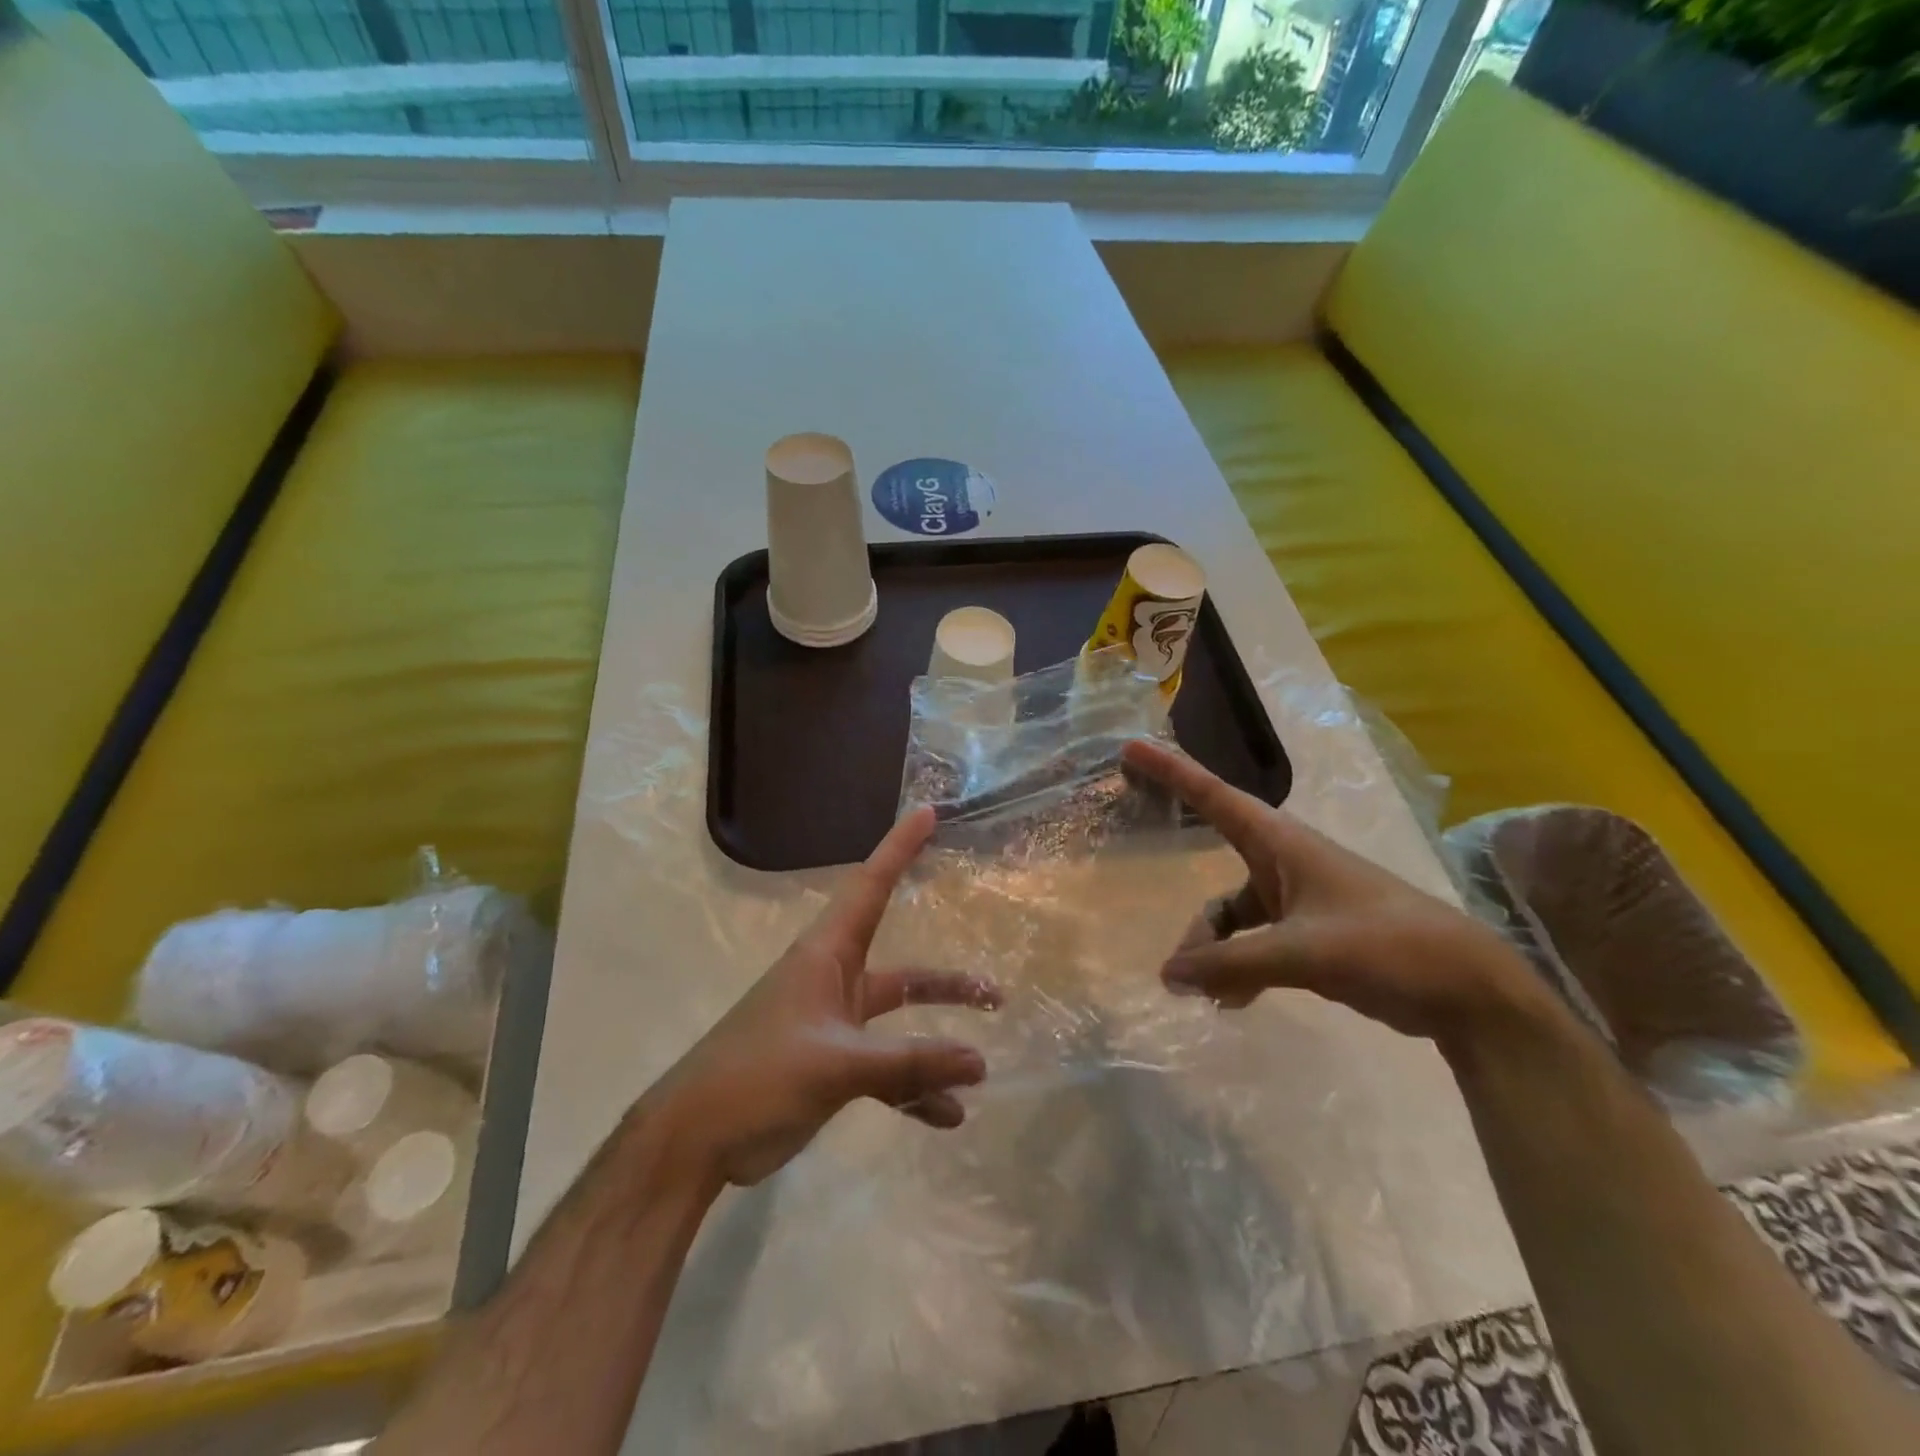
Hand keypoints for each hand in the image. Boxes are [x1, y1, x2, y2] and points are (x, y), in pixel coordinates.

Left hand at [652, 806, 1000, 1189]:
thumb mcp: (837, 1063)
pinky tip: (946, 1117)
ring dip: (935, 1042)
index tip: (928, 813)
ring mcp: (832, 1026)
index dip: (899, 848)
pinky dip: (912, 1090)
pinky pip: (883, 1070)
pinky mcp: (829, 1067)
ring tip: (982, 1064)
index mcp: (826, 955)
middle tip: (994, 990)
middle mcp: (833, 981)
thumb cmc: (758, 1076)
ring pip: (896, 1023)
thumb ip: (910, 1063)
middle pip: (902, 971)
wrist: (693, 1141)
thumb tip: (980, 1061)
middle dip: (946, 983)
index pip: (870, 885)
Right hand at [1121, 740, 1542, 1045]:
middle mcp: (1284, 864)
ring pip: (1234, 917)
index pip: (1214, 796)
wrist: (1468, 991)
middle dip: (1194, 913)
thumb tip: (1167, 975)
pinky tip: (1231, 1001)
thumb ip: (1231, 963)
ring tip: (1204, 995)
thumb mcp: (1303, 953)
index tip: (1130, 749)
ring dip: (1217, 951)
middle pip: (1216, 875)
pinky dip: (1239, 967)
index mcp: (1283, 844)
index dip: (1171, 771)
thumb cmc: (1387, 946)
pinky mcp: (1311, 934)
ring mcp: (1298, 900)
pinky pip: (1256, 943)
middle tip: (1173, 957)